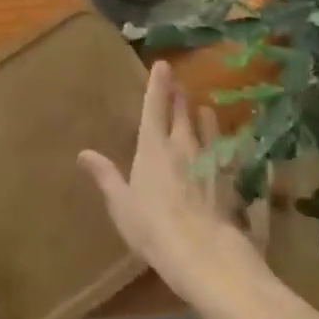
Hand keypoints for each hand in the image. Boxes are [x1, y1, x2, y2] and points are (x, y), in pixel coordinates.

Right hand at [78, 61, 267, 307]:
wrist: (204, 254)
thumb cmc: (153, 228)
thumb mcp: (121, 204)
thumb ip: (106, 176)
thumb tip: (83, 153)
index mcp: (153, 147)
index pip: (154, 107)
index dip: (158, 85)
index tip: (163, 64)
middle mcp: (183, 145)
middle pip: (183, 112)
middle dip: (180, 96)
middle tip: (180, 84)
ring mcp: (211, 161)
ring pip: (209, 128)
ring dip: (205, 117)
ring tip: (205, 110)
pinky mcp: (231, 179)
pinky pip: (230, 155)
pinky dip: (229, 147)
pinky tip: (235, 149)